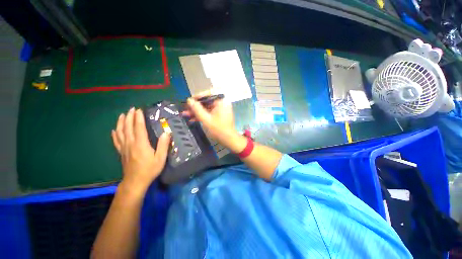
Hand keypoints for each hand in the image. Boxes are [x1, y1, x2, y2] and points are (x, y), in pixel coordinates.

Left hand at [112, 108, 170, 191]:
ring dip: (121, 122)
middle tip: (131, 109)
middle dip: (129, 117)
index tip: (139, 110)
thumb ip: (163, 145)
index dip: (138, 118)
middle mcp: (130, 143)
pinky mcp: (121, 152)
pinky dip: (115, 134)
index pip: (138, 127)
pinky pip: (116, 141)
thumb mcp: (160, 158)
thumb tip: (166, 133)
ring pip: (120, 132)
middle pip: (128, 127)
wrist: (135, 182)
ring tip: (122, 115)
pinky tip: (114, 130)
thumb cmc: (149, 169)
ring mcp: (124, 148)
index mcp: (141, 144)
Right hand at [183, 97, 245, 152]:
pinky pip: (210, 112)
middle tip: (185, 110)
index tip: (189, 101)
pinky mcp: (220, 115)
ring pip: (207, 108)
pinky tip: (193, 119)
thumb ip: (197, 109)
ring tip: (186, 115)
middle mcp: (222, 103)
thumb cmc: (218, 129)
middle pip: (206, 102)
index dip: (197, 97)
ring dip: (197, 112)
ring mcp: (222, 109)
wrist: (229, 140)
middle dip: (195, 107)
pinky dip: (203, 115)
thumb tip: (189, 100)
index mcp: (221, 101)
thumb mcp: (205, 119)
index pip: (208, 94)